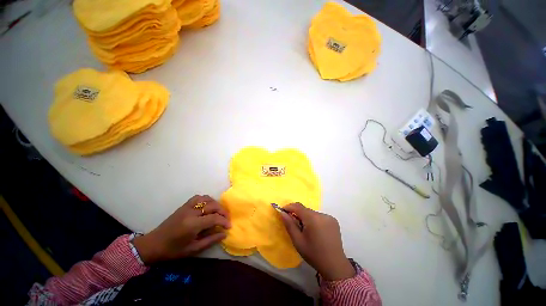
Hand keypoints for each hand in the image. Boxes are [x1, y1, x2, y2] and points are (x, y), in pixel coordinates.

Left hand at [133, 195, 230, 264]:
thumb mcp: (193, 249)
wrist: (153, 244)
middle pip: (213, 206)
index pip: (214, 218)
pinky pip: (198, 198)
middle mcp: (191, 212)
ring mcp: (187, 207)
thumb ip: (210, 240)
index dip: (224, 221)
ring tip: (219, 212)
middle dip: (222, 212)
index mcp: (193, 224)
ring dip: (216, 204)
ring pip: (207, 199)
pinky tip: (208, 206)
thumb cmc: (173, 250)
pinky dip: (206, 200)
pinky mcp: (184, 205)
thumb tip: (224, 234)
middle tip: (226, 219)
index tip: (229, 226)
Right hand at [279, 203, 354, 280]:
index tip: (282, 211)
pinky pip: (319, 216)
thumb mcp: (298, 241)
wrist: (335, 265)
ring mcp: (329, 217)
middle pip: (305, 209)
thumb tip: (282, 212)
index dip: (289, 207)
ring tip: (305, 230)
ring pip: (312, 213)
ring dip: (306, 217)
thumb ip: (289, 224)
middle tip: (293, 223)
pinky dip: (314, 220)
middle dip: (297, 214)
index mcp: (313, 218)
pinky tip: (315, 231)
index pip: (298, 206)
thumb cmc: (313, 254)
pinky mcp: (333, 221)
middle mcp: (322, 214)